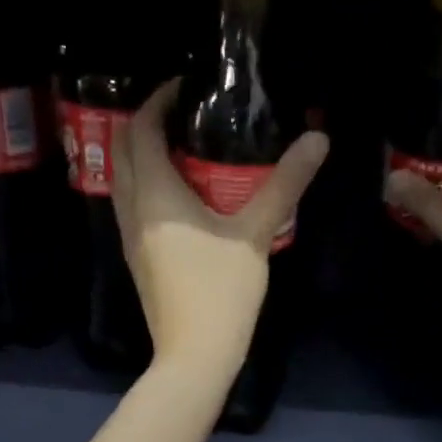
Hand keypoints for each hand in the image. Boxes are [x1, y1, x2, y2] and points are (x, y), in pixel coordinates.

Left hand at [113, 79, 328, 377]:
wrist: (194, 355)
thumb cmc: (222, 293)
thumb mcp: (255, 234)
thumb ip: (284, 185)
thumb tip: (318, 139)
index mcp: (155, 195)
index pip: (142, 129)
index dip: (158, 100)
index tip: (185, 86)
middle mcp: (132, 209)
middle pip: (124, 149)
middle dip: (146, 122)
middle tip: (184, 112)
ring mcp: (130, 237)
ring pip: (123, 179)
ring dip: (143, 155)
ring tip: (183, 146)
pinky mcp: (138, 259)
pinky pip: (132, 205)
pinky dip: (147, 184)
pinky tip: (179, 194)